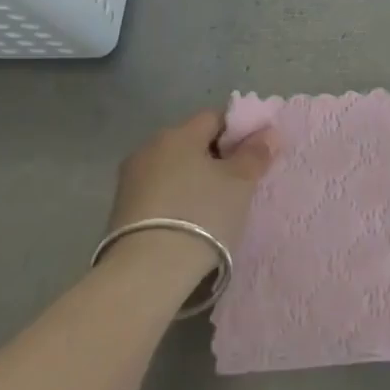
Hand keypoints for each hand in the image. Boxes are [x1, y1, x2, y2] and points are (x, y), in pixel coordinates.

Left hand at [106, 111, 272, 271]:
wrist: (147, 272)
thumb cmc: (202, 214)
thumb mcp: (240, 183)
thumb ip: (256, 153)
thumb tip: (269, 132)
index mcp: (179, 133)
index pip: (215, 117)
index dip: (239, 132)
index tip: (254, 156)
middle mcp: (150, 147)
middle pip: (192, 142)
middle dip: (215, 157)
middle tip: (238, 184)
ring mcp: (130, 179)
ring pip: (173, 168)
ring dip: (193, 180)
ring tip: (214, 208)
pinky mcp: (120, 210)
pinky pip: (158, 193)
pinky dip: (175, 200)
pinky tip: (189, 223)